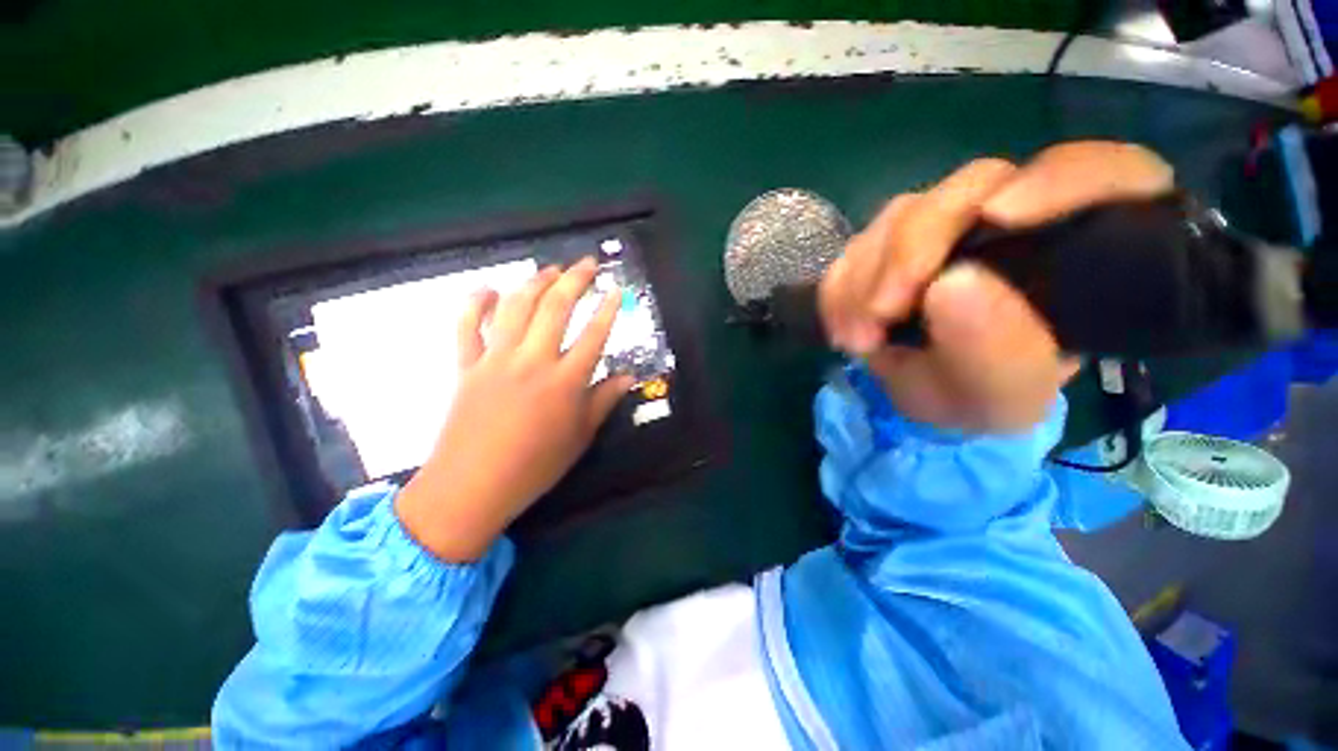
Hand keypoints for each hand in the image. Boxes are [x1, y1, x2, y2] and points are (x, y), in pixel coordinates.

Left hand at [395, 258, 633, 561]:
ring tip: (549, 270)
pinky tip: (488, 289)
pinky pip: (466, 325)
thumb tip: (628, 377)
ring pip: (515, 307)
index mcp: (565, 381)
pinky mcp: (466, 365)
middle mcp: (533, 360)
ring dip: (534, 282)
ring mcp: (496, 359)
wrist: (473, 485)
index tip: (617, 288)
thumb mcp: (580, 436)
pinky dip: (474, 303)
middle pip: (556, 308)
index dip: (608, 308)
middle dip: (574, 280)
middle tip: (587, 263)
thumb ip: (604, 401)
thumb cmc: (535, 465)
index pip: (594, 334)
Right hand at [819, 141, 1173, 433]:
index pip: (1104, 173)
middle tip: (879, 313)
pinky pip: (860, 244)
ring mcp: (952, 222)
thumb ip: (993, 351)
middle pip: (975, 187)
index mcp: (1084, 248)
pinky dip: (842, 286)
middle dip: (911, 248)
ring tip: (857, 338)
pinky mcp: (898, 238)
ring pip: (904, 213)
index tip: (998, 216)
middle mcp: (1020, 219)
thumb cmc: (985, 395)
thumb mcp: (1000, 395)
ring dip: (865, 276)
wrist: (932, 392)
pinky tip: (845, 326)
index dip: (1057, 179)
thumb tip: (950, 284)